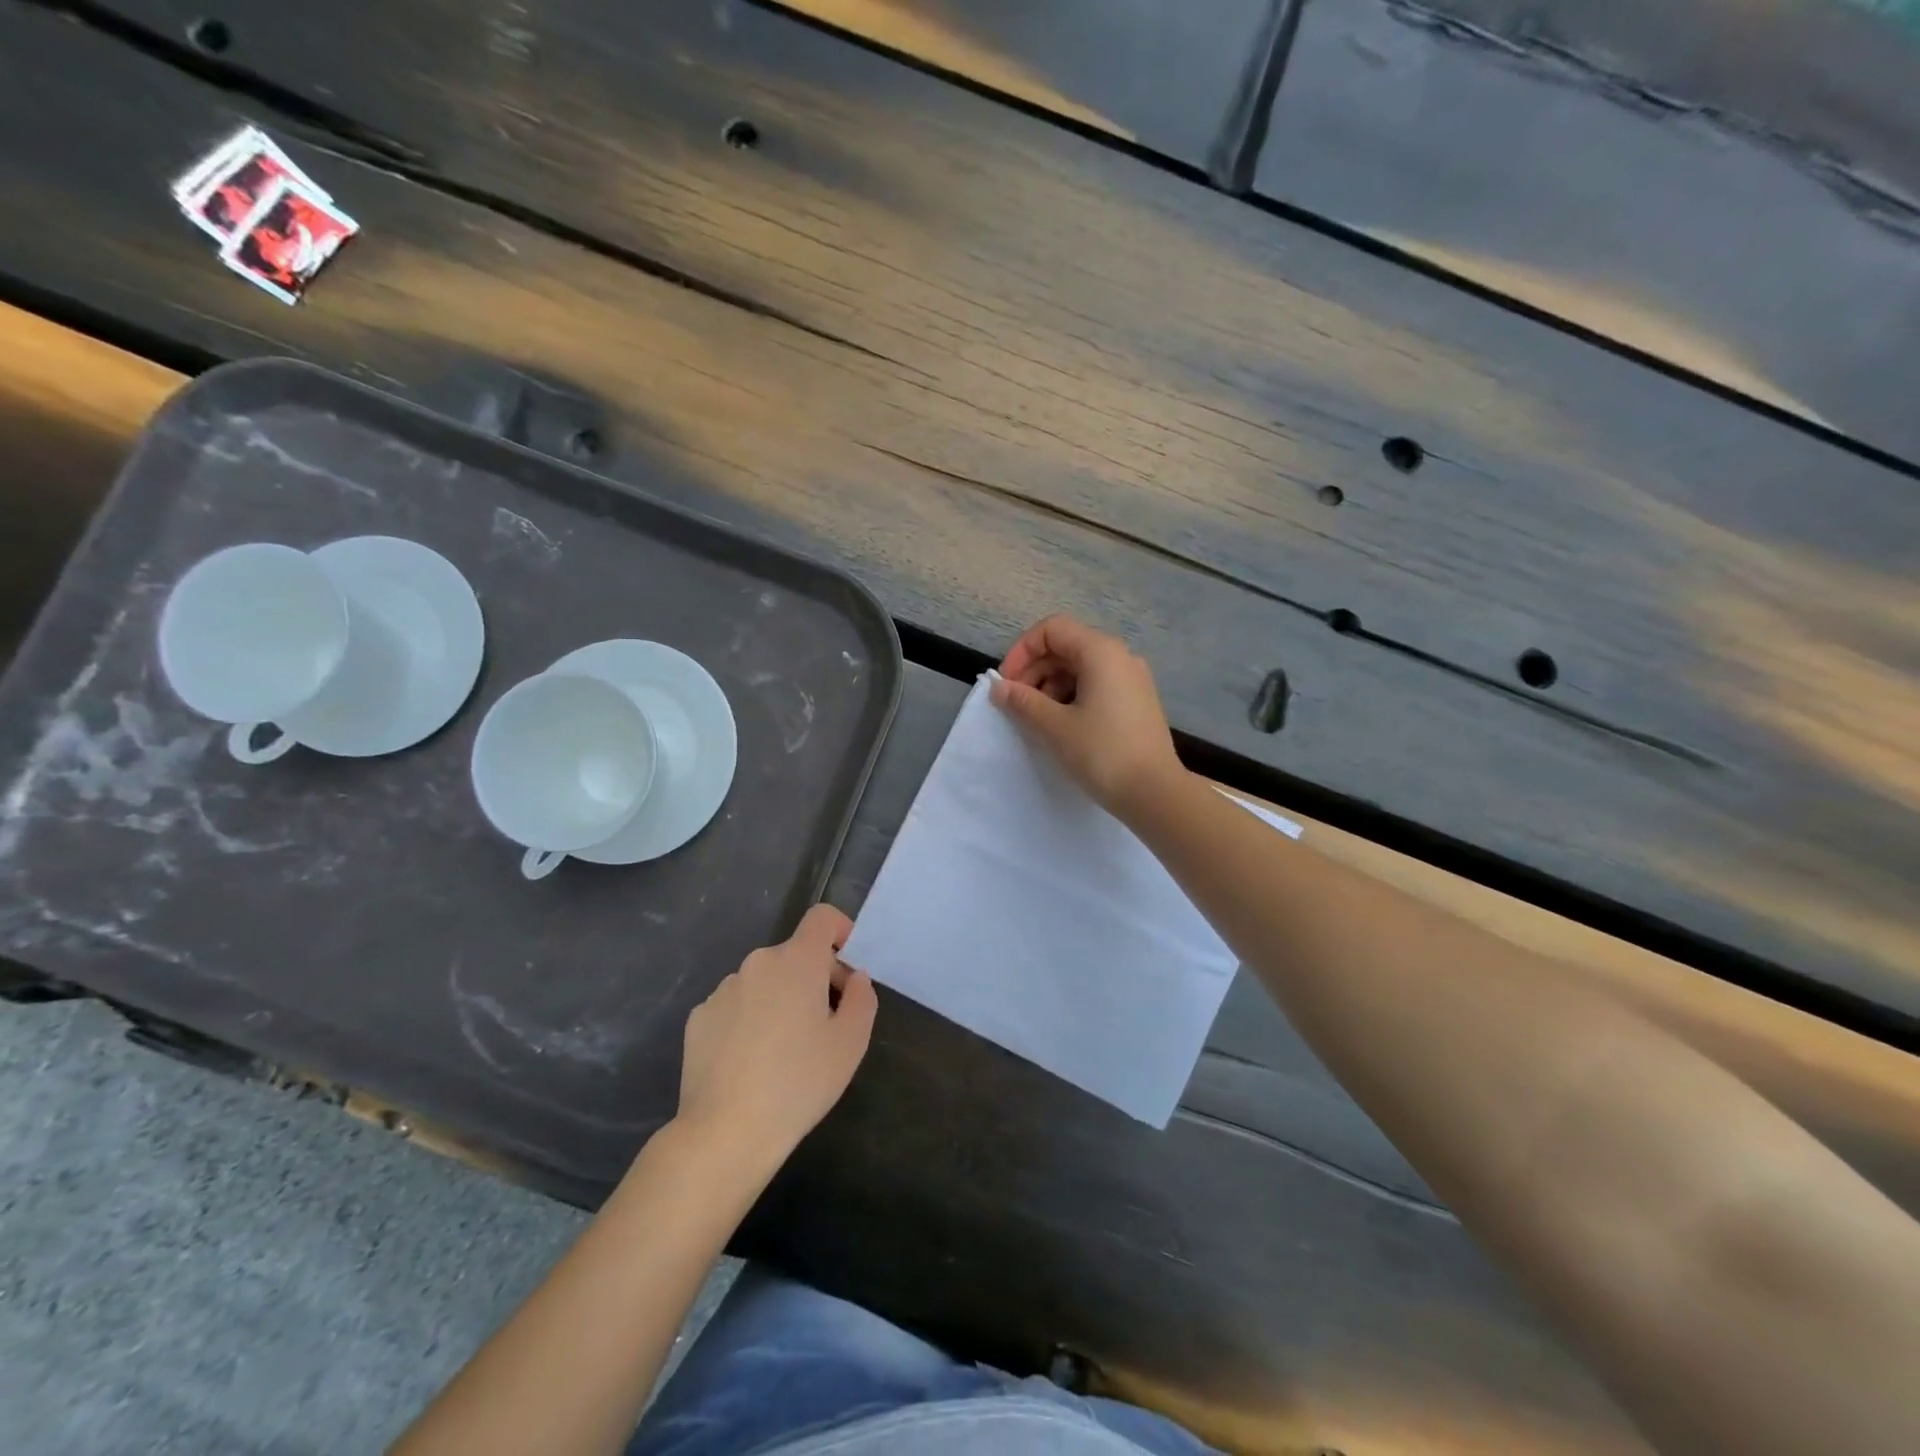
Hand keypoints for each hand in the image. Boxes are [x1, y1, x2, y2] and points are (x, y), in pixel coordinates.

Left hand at [675, 905, 877, 1175]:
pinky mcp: (698, 1018)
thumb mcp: (851, 1043)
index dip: (841, 932)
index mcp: (797, 961)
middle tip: (824, 1026)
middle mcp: (757, 963)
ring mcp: (723, 989)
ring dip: (780, 1000)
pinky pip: (736, 1006)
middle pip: (795, 954)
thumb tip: (853, 978)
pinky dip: (749, 1020)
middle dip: (814, 978)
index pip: (822, 917)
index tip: (848, 968)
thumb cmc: (799, 1083)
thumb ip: (861, 998)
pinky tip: (750, 1062)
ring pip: (764, 982)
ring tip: (784, 1051)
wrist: (725, 1133)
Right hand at [991, 614, 1184, 819]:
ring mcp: (1132, 679)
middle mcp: (1120, 656)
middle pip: (1066, 647)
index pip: (1052, 630)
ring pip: (1080, 668)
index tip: (1007, 684)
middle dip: (1034, 671)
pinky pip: (1096, 685)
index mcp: (1101, 651)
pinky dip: (1072, 697)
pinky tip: (1061, 726)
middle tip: (1016, 705)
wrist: (1155, 794)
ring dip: (1051, 686)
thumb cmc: (1102, 753)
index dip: (1022, 651)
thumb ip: (1023, 702)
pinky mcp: (1137, 701)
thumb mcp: (1055, 726)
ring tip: (1037, 719)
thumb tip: (999, 688)